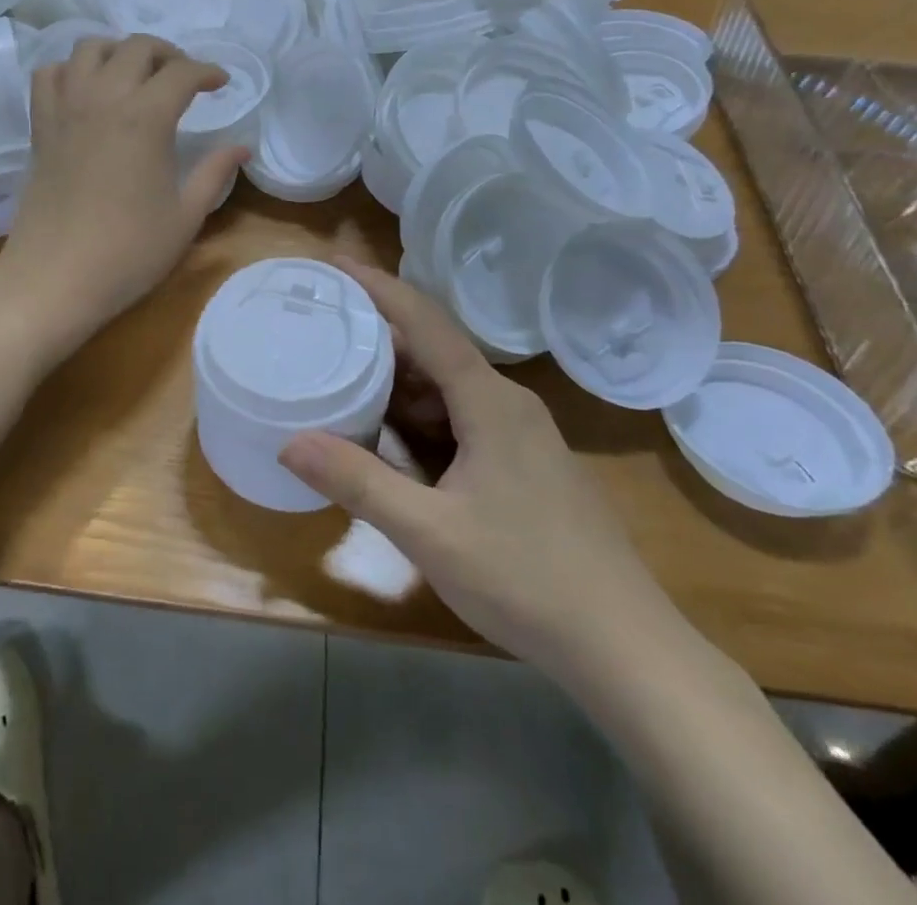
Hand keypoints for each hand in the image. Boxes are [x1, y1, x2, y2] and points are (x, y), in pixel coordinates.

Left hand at [0, 35, 247, 349]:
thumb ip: (215, 174)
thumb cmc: (128, 252)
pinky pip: (49, 74)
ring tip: (135, 77)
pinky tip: (86, 91)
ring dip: (118, 52)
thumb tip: (242, 147)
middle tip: (184, 78)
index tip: (221, 84)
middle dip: (168, 54)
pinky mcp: (40, 127)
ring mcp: (65, 109)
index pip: (183, 73)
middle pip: (137, 47)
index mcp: (145, 118)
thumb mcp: (185, 217)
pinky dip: (71, 70)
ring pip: (89, 48)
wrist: (55, 277)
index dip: (208, 72)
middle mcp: (103, 99)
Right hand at [279, 260, 677, 673]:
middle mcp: (508, 404)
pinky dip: (421, 416)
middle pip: (435, 351)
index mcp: (490, 402)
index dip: (380, 288)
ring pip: (449, 388)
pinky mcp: (526, 465)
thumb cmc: (527, 579)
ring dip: (399, 381)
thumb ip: (358, 482)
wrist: (627, 649)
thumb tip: (289, 442)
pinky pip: (463, 418)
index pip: (426, 323)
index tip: (337, 265)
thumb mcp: (429, 532)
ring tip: (344, 376)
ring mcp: (523, 436)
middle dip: (379, 337)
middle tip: (324, 328)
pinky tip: (392, 437)